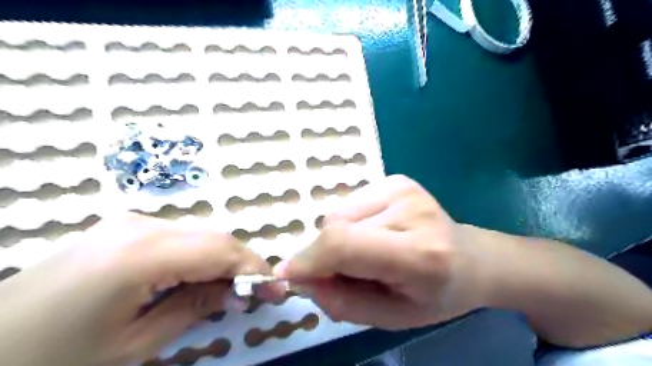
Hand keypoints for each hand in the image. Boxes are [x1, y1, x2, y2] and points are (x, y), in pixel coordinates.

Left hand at [0, 213, 272, 365]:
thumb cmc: (55, 355)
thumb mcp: (134, 343)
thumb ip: (194, 308)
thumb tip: (237, 293)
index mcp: (142, 253)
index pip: (220, 250)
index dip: (254, 268)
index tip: (276, 290)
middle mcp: (142, 225)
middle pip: (214, 236)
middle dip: (242, 263)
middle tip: (257, 292)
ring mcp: (132, 221)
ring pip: (200, 233)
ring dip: (222, 259)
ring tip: (229, 288)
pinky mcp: (126, 226)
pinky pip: (180, 235)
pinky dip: (200, 255)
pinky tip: (198, 277)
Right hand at [273, 176, 492, 330]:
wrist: (471, 259)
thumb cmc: (435, 296)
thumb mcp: (390, 317)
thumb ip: (341, 302)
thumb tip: (301, 277)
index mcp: (419, 254)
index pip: (345, 245)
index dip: (310, 259)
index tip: (289, 275)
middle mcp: (411, 211)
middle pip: (336, 226)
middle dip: (326, 254)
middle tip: (346, 272)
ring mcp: (403, 188)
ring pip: (339, 213)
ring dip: (340, 238)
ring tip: (368, 252)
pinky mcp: (397, 180)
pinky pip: (350, 203)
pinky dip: (351, 223)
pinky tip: (376, 233)